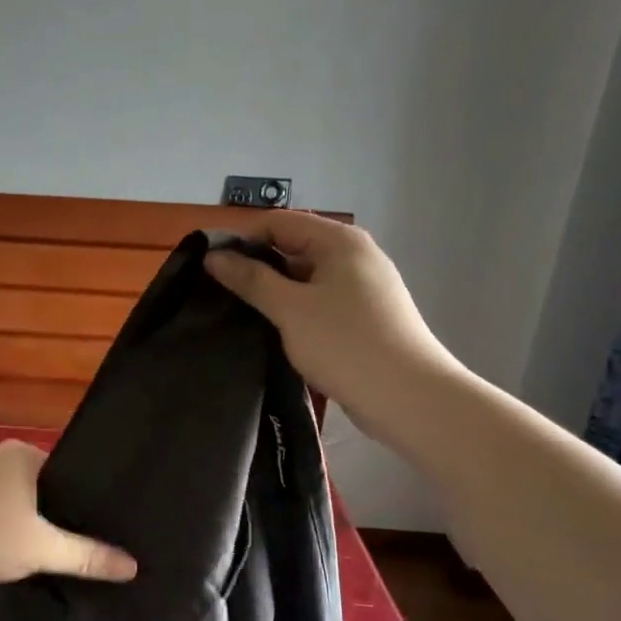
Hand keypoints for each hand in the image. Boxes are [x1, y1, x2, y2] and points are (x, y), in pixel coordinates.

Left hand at [0, 439, 136, 588]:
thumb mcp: (40, 548)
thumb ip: (87, 556)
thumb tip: (133, 566)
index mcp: (25, 453)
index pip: (72, 473)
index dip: (88, 502)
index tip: (109, 528)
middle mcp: (2, 455)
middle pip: (48, 487)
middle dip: (64, 514)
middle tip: (92, 543)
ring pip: (24, 499)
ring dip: (37, 522)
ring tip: (65, 548)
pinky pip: (3, 506)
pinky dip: (14, 524)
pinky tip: (25, 547)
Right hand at [203, 210, 463, 438]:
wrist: (409, 399)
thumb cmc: (346, 344)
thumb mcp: (290, 309)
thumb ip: (250, 279)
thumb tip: (214, 257)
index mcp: (339, 241)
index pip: (278, 222)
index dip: (242, 239)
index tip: (210, 268)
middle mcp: (354, 255)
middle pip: (292, 246)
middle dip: (256, 266)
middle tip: (219, 293)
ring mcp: (362, 287)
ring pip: (305, 277)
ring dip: (274, 291)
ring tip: (241, 313)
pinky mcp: (364, 316)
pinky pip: (319, 300)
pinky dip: (294, 309)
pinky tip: (274, 330)